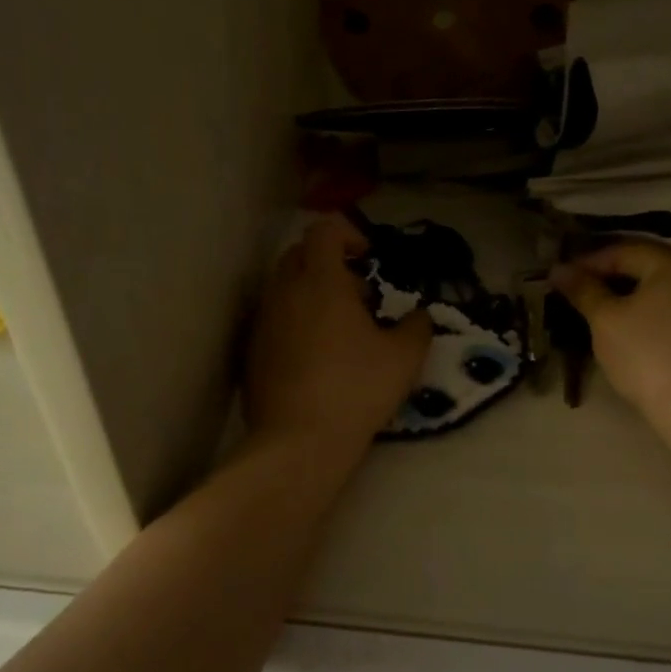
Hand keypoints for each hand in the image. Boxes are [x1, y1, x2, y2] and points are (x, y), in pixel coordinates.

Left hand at [245, 215, 433, 454]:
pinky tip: (315, 357)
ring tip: (339, 329)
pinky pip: (273, 319)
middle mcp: (284, 293)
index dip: (348, 233)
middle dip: (328, 262)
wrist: (298, 442)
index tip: (368, 259)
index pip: (324, 230)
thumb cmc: (356, 390)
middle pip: (299, 253)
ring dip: (310, 293)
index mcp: (320, 282)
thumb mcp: (404, 358)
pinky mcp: (251, 351)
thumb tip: (419, 315)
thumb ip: (417, 326)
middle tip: (357, 295)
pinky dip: (294, 321)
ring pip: (283, 287)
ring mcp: (263, 322)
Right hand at [550, 241, 670, 428]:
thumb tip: (559, 269)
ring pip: (666, 286)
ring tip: (606, 307)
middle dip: (612, 274)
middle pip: (648, 264)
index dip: (589, 262)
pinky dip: (656, 308)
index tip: (563, 279)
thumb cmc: (646, 356)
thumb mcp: (605, 320)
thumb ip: (583, 289)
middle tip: (582, 290)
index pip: (624, 250)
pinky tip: (637, 325)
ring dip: (634, 291)